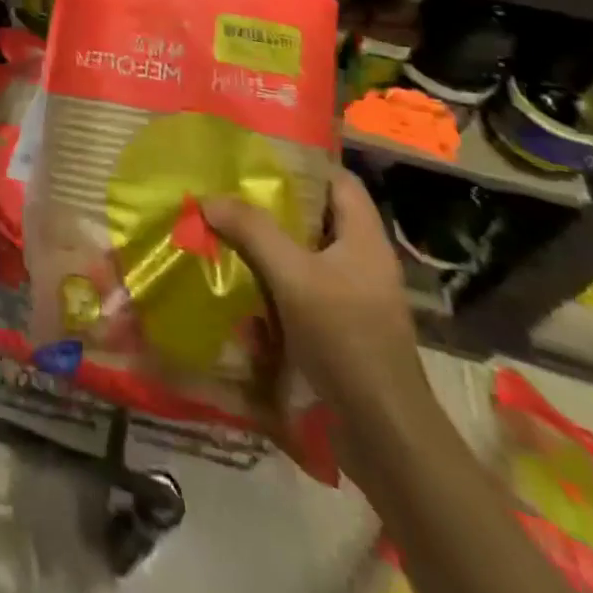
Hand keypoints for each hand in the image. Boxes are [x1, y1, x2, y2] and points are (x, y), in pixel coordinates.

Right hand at [202, 168, 429, 423]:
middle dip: (273, 204)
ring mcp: (353, 297)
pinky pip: (302, 286)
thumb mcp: (294, 277)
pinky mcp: (341, 328)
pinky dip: (273, 278)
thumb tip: (208, 197)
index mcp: (364, 239)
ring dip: (268, 243)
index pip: (339, 181)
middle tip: (228, 192)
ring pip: (306, 253)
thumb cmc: (347, 340)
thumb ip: (252, 232)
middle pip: (317, 216)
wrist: (384, 433)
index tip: (258, 158)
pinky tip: (241, 280)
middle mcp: (362, 261)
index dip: (303, 164)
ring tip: (225, 230)